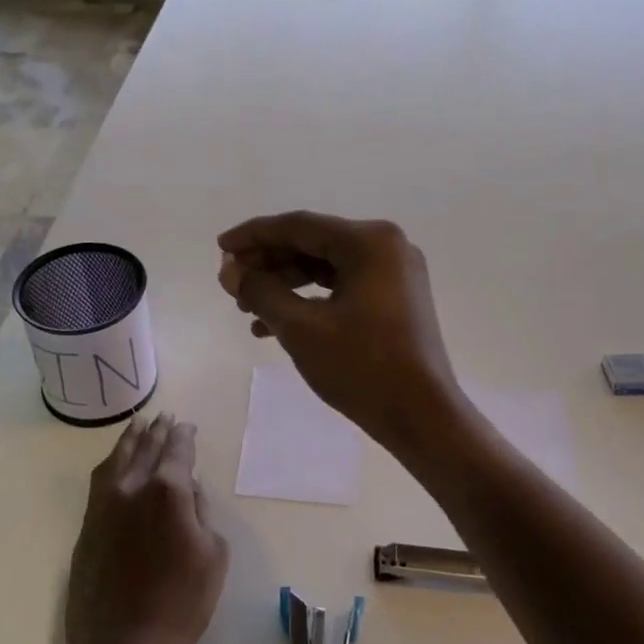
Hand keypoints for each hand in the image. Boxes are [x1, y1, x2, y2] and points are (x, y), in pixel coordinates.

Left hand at [64, 413, 228, 643]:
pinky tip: (115, 463)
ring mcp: (103, 506)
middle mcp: (131, 488)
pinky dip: (110, 464)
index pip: (176, 451)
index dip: (183, 437)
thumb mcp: (213, 556)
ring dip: (130, 440)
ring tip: (138, 425)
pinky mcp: (86, 526)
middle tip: (165, 417)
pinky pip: (99, 482)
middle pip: (145, 448)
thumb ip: (201, 514)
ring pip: (116, 459)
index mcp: (167, 491)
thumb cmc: (180, 605)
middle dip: (157, 431)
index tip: (187, 427)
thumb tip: (188, 491)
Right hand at [217, 212, 462, 447]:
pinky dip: (310, 300)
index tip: (221, 247)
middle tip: (232, 282)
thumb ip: (260, 291)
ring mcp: (395, 273)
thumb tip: (229, 270)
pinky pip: (343, 287)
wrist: (422, 417)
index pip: (299, 226)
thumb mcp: (300, 328)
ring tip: (247, 308)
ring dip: (285, 283)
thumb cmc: (362, 367)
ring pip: (326, 267)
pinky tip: (275, 325)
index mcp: (369, 242)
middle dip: (268, 263)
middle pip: (313, 243)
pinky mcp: (396, 298)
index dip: (254, 235)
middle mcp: (386, 246)